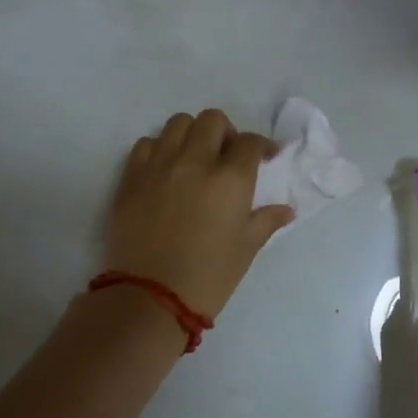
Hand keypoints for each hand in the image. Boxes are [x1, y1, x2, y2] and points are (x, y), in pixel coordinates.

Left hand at [103, 110, 294, 318]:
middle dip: (225, 133)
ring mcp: (159, 165)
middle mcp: (195, 161)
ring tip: (194, 158)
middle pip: (212, 120)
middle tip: (226, 156)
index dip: (260, 146)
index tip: (264, 157)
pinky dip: (160, 149)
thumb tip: (286, 209)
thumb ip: (266, 221)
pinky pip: (147, 144)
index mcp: (230, 178)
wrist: (150, 297)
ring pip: (178, 123)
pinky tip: (165, 171)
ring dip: (192, 135)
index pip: (249, 142)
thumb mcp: (246, 249)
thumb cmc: (209, 276)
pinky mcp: (131, 177)